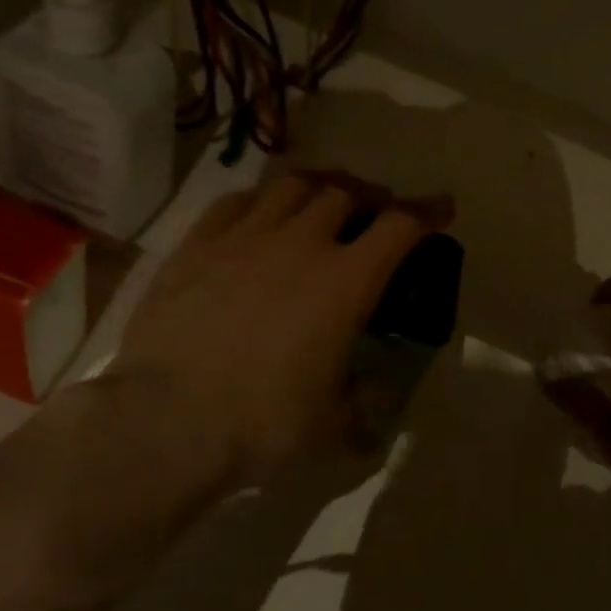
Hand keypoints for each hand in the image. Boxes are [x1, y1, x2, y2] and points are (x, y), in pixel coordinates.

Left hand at [109, 173, 449, 484]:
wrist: (168, 420)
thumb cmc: (262, 423)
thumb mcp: (332, 424)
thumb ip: (362, 401)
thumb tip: (374, 390)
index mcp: (344, 283)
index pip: (398, 227)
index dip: (427, 212)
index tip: (442, 208)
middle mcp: (300, 244)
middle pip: (344, 193)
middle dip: (367, 197)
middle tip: (371, 212)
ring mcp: (244, 237)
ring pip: (291, 186)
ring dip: (317, 188)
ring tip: (320, 201)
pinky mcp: (196, 245)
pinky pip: (235, 202)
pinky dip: (260, 200)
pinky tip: (259, 213)